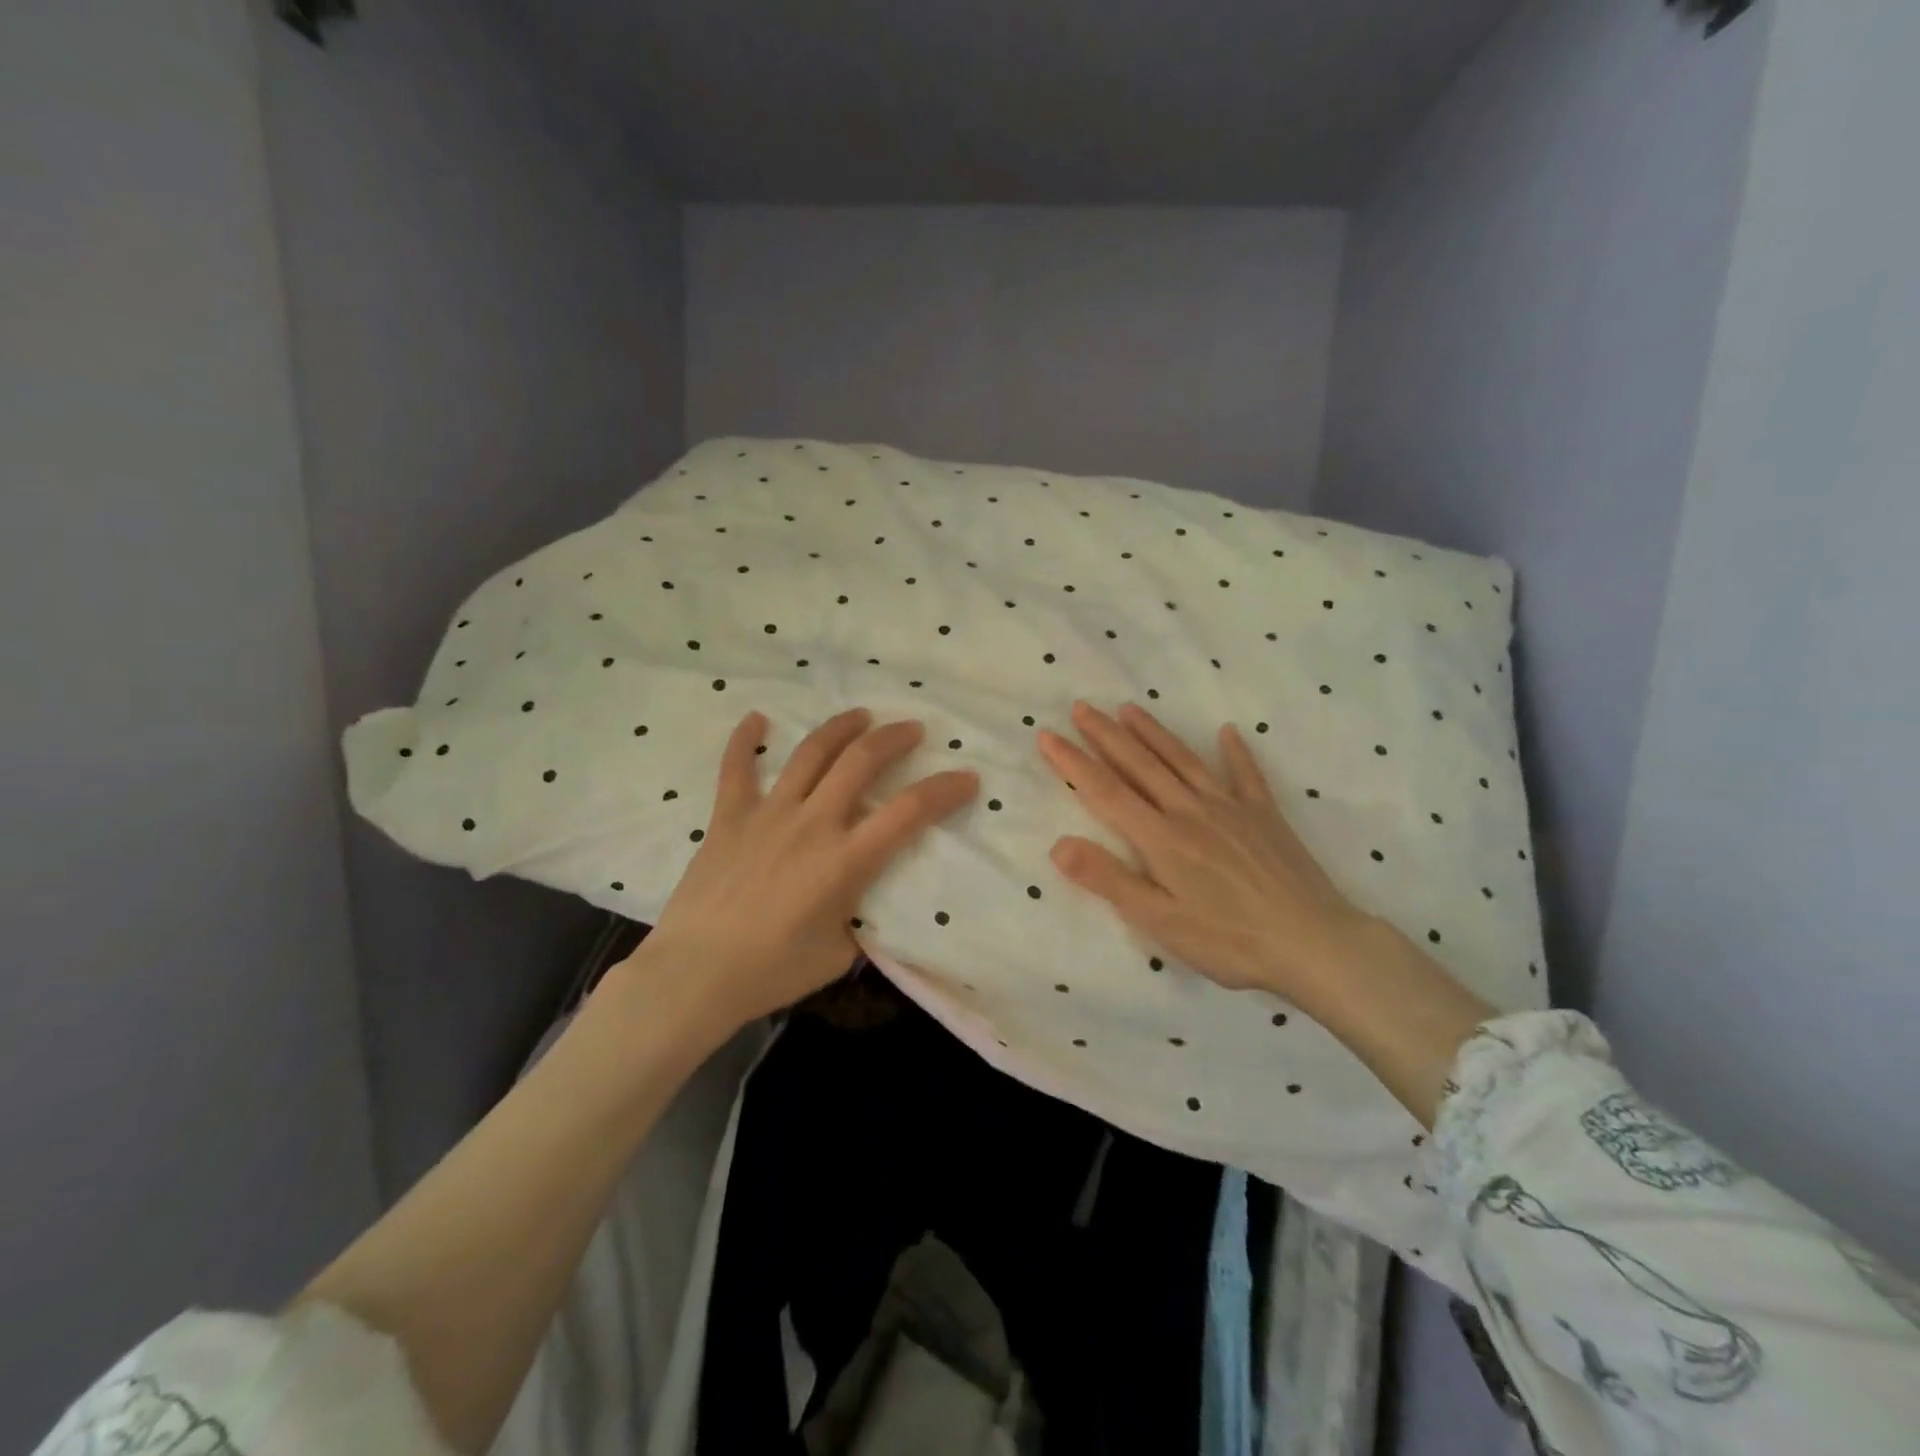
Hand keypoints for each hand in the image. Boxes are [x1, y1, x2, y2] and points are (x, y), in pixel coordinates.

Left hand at [631, 708, 977, 1031]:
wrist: (694, 975)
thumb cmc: (772, 972)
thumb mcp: (838, 955)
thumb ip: (857, 919)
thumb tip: (860, 901)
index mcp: (846, 860)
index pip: (909, 811)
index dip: (945, 790)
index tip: (967, 777)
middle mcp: (813, 823)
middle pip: (861, 761)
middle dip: (894, 739)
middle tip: (913, 730)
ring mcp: (768, 814)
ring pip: (811, 753)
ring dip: (841, 728)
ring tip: (861, 715)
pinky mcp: (729, 817)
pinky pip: (737, 768)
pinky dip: (746, 740)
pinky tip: (757, 718)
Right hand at [1037, 701, 1373, 1002]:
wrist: (1314, 943)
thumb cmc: (1229, 940)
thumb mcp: (1159, 921)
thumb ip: (1109, 880)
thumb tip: (1058, 844)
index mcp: (1160, 838)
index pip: (1106, 791)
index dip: (1073, 762)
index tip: (1047, 735)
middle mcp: (1189, 810)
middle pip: (1140, 764)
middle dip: (1106, 735)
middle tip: (1081, 707)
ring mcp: (1230, 808)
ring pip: (1182, 760)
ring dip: (1153, 732)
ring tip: (1129, 708)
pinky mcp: (1264, 815)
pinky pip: (1246, 774)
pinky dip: (1235, 751)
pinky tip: (1227, 731)